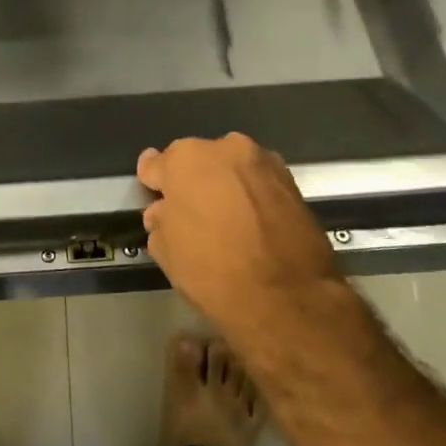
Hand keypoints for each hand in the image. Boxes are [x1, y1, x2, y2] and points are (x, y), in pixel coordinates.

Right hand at [137, 133, 340, 342]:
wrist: (285, 297)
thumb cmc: (211, 270)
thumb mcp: (166, 251)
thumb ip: (160, 221)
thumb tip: (164, 213)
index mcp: (184, 159)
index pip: (155, 164)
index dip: (153, 184)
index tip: (155, 197)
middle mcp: (224, 149)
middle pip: (197, 161)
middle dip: (191, 182)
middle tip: (192, 213)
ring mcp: (262, 162)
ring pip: (232, 169)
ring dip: (225, 186)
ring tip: (226, 221)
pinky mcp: (292, 182)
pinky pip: (258, 183)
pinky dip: (252, 196)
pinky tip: (252, 225)